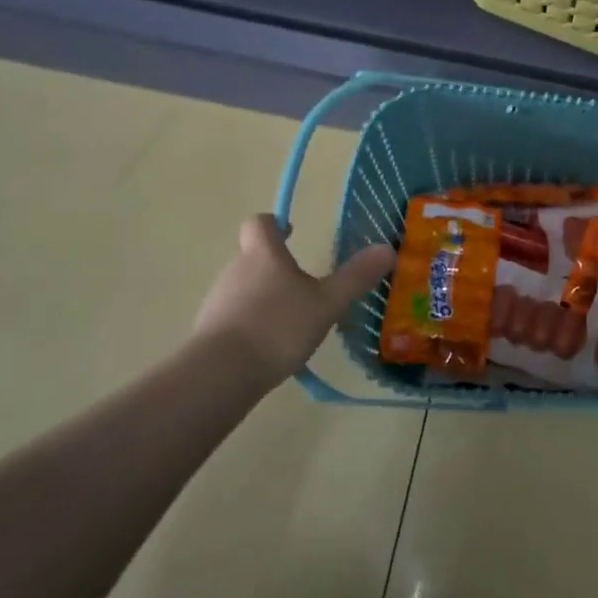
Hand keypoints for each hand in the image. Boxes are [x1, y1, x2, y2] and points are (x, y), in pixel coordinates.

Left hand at [193, 214, 396, 388]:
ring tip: (292, 320)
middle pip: (253, 256)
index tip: (290, 232)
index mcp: (263, 255)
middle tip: (305, 285)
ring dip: (265, 296)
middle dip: (276, 266)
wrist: (221, 373)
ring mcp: (218, 301)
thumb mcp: (327, 303)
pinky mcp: (210, 331)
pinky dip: (253, 323)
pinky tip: (272, 347)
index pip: (259, 223)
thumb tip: (387, 248)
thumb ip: (356, 277)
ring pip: (244, 288)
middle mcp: (235, 270)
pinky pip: (235, 317)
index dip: (274, 224)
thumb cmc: (278, 327)